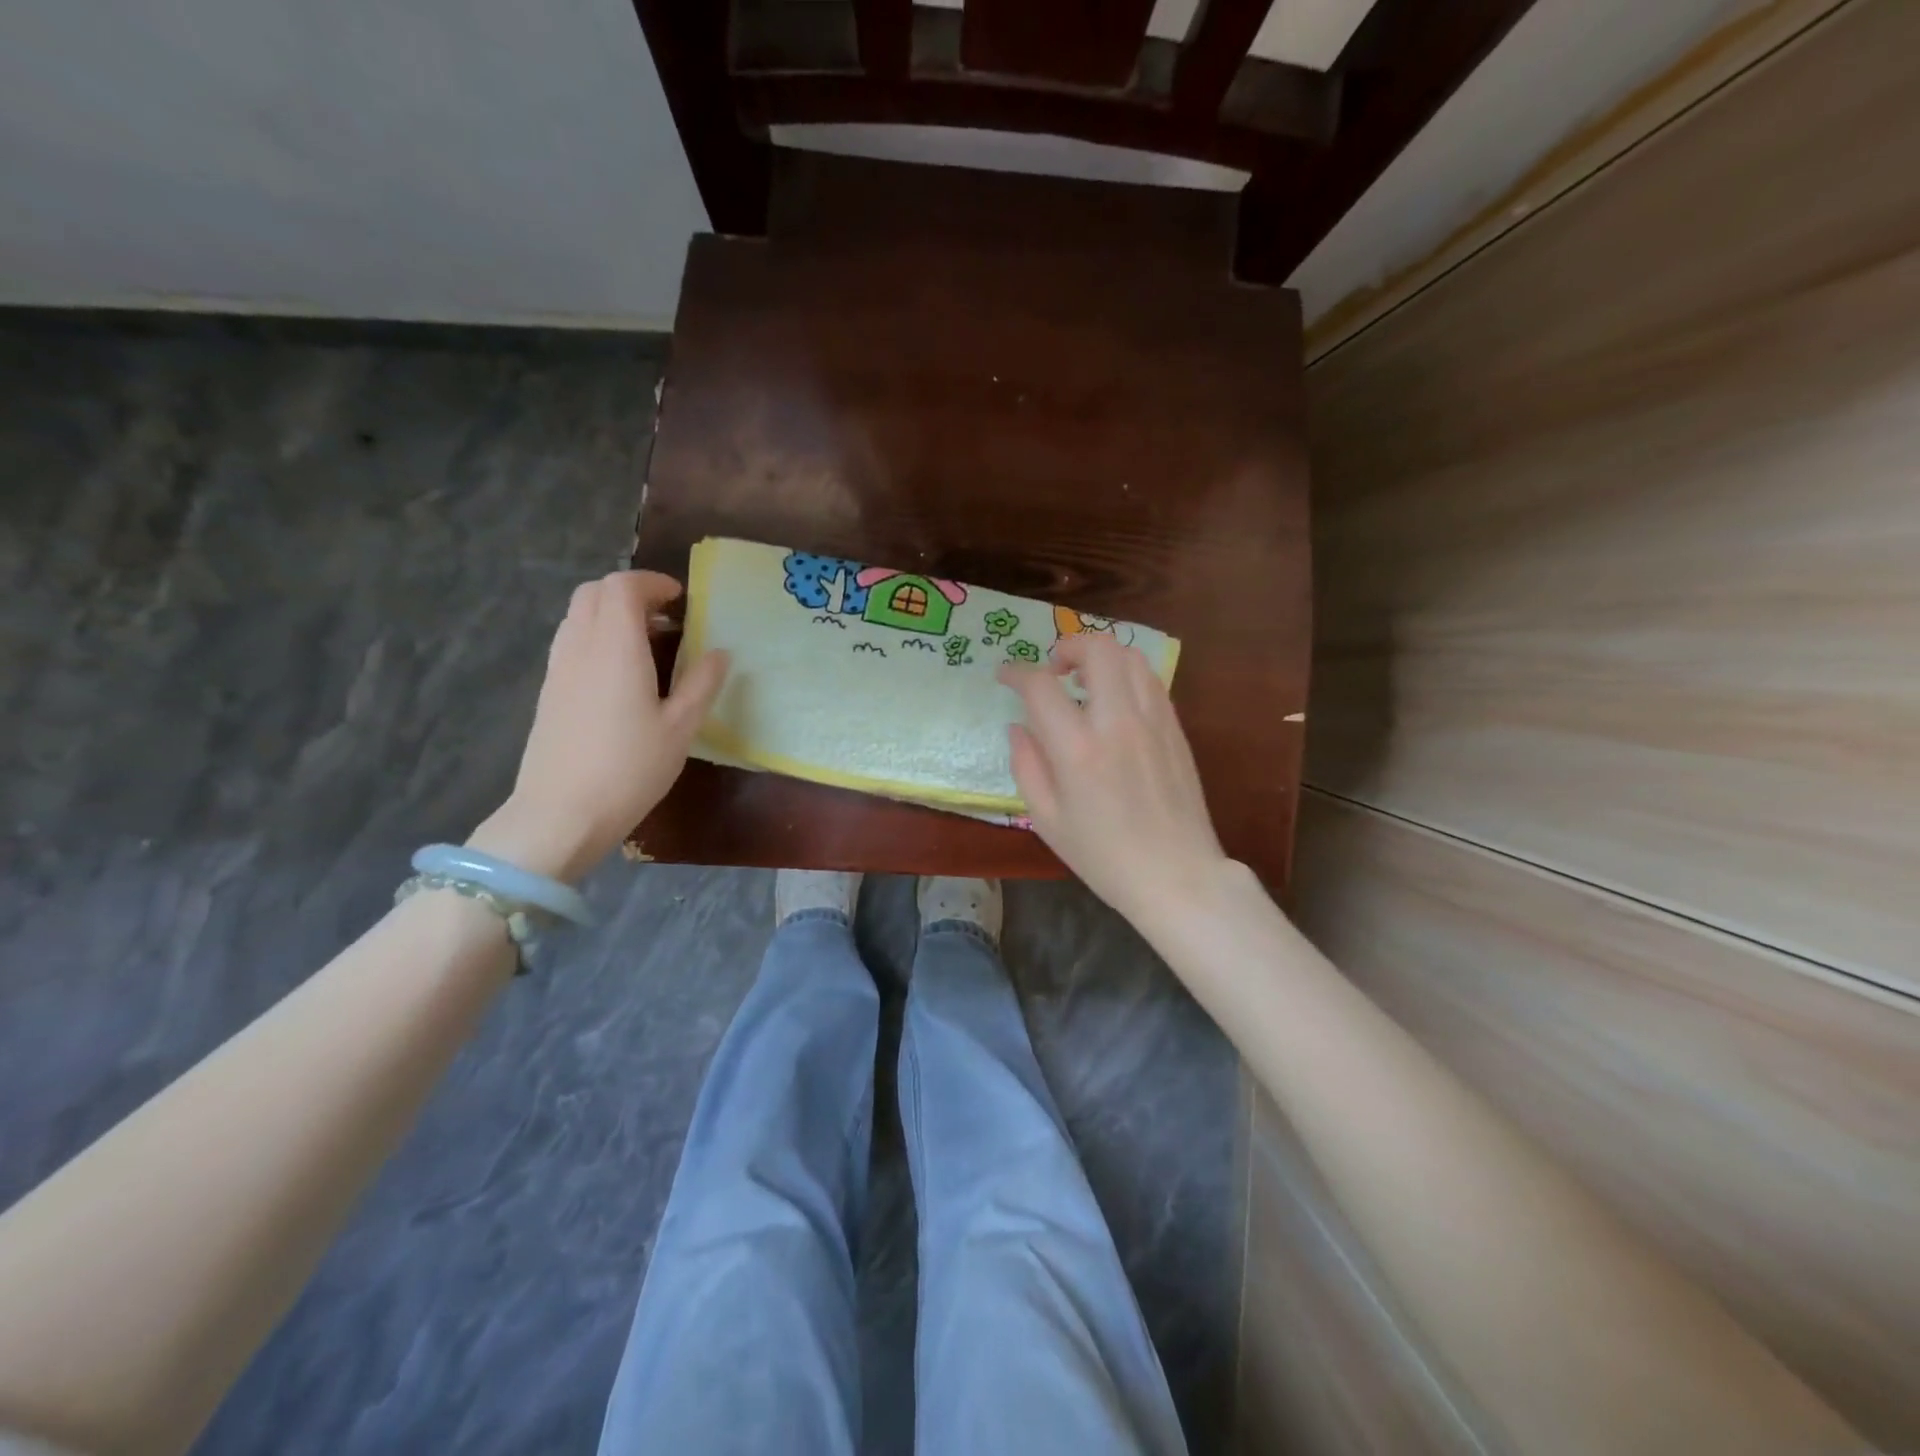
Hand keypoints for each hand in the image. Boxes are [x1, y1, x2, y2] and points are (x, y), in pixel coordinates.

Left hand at [468, 571, 727, 882]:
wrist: (561, 814)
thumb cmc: (630, 769)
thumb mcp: (681, 728)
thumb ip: (702, 684)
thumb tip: (720, 653)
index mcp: (616, 647)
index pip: (623, 587)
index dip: (652, 583)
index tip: (681, 599)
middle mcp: (580, 646)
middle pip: (594, 592)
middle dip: (630, 592)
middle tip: (665, 617)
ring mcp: (558, 668)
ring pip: (578, 615)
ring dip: (610, 614)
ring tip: (646, 643)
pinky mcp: (549, 691)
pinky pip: (570, 641)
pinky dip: (596, 636)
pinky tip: (620, 674)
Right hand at [998, 635, 1228, 926]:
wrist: (1177, 876)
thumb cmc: (1104, 856)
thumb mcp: (1047, 820)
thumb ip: (1026, 765)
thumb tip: (1018, 726)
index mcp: (1078, 750)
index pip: (1041, 685)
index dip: (1016, 673)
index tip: (1006, 676)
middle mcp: (1118, 722)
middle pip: (1096, 649)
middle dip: (1067, 646)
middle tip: (1052, 670)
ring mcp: (1153, 721)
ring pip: (1129, 656)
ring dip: (1100, 657)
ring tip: (1085, 683)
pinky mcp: (1175, 728)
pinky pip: (1150, 681)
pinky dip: (1126, 676)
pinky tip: (1114, 702)